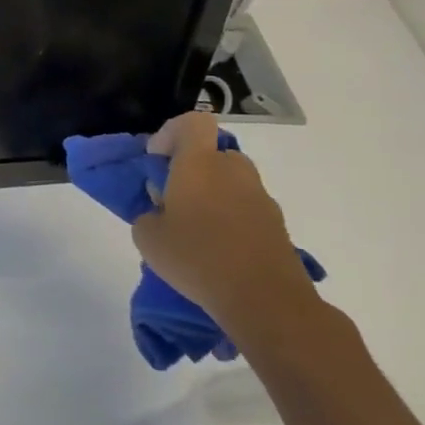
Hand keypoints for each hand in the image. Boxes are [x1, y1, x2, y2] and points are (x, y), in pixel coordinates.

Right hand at [134, 113, 318, 340]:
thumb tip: (161, 210)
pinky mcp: (278, 226)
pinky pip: (246, 210)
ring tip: (194, 232)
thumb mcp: (147, 236)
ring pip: (231, 183)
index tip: (157, 161)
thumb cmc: (196, 257)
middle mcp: (234, 171)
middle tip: (173, 199)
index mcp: (199, 163)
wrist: (266, 301)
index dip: (171, 134)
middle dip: (192, 170)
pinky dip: (231, 221)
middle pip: (213, 154)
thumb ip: (148, 213)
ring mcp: (261, 198)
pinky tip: (217, 253)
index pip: (192, 123)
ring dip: (212, 196)